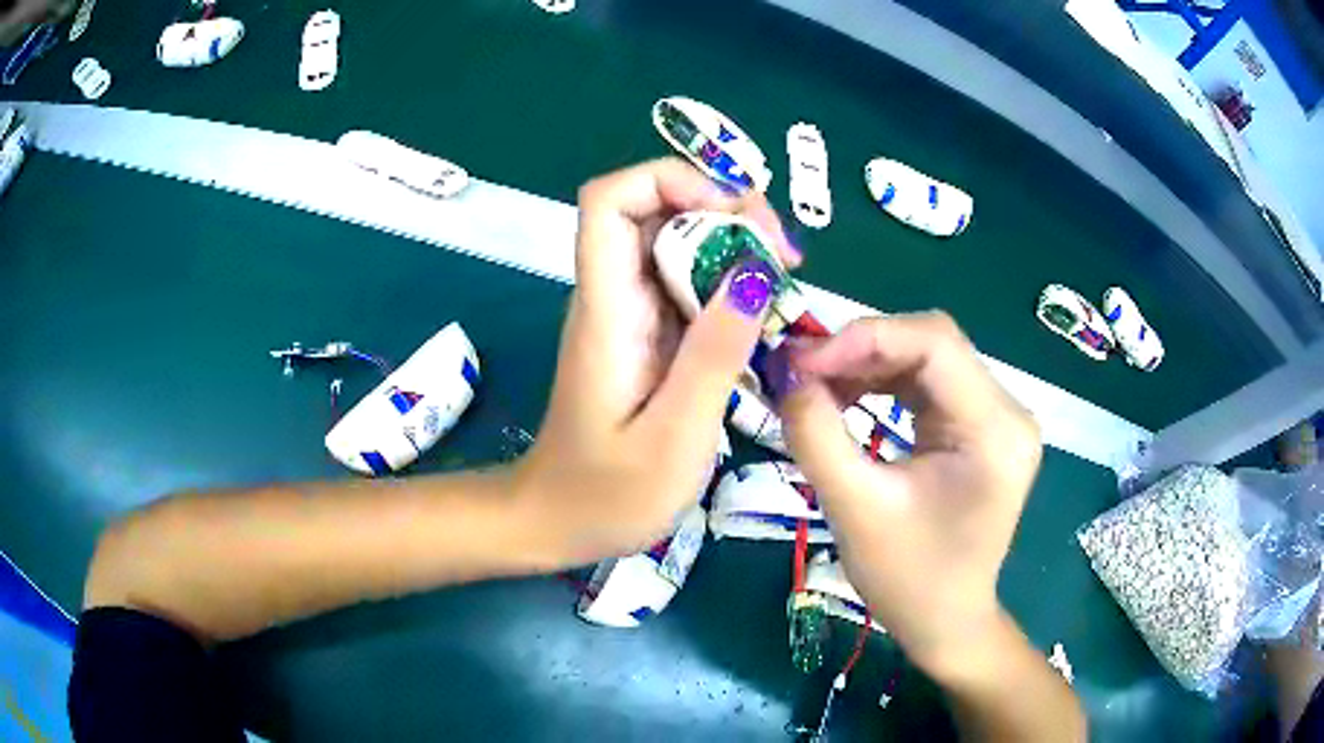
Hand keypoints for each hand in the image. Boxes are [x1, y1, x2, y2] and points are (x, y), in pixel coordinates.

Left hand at [517, 158, 799, 563]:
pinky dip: (729, 284)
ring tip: (787, 278)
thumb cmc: (607, 494)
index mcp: (608, 311)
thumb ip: (714, 355)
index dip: (669, 180)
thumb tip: (754, 273)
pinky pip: (688, 285)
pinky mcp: (646, 336)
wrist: (556, 522)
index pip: (610, 201)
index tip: (735, 214)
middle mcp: (613, 297)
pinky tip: (766, 311)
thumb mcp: (674, 436)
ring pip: (677, 244)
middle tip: (784, 257)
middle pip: (655, 210)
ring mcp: (629, 314)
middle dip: (724, 211)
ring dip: (734, 246)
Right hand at [777, 313, 1041, 675]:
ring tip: (815, 385)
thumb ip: (816, 434)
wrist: (945, 622)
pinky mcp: (979, 427)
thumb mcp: (855, 509)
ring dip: (868, 364)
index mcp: (996, 430)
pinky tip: (846, 398)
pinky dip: (882, 383)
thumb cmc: (908, 580)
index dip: (865, 337)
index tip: (801, 361)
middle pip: (933, 344)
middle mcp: (1008, 411)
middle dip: (862, 349)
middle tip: (800, 371)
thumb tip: (786, 373)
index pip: (935, 343)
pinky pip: (928, 384)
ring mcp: (997, 417)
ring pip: (927, 358)